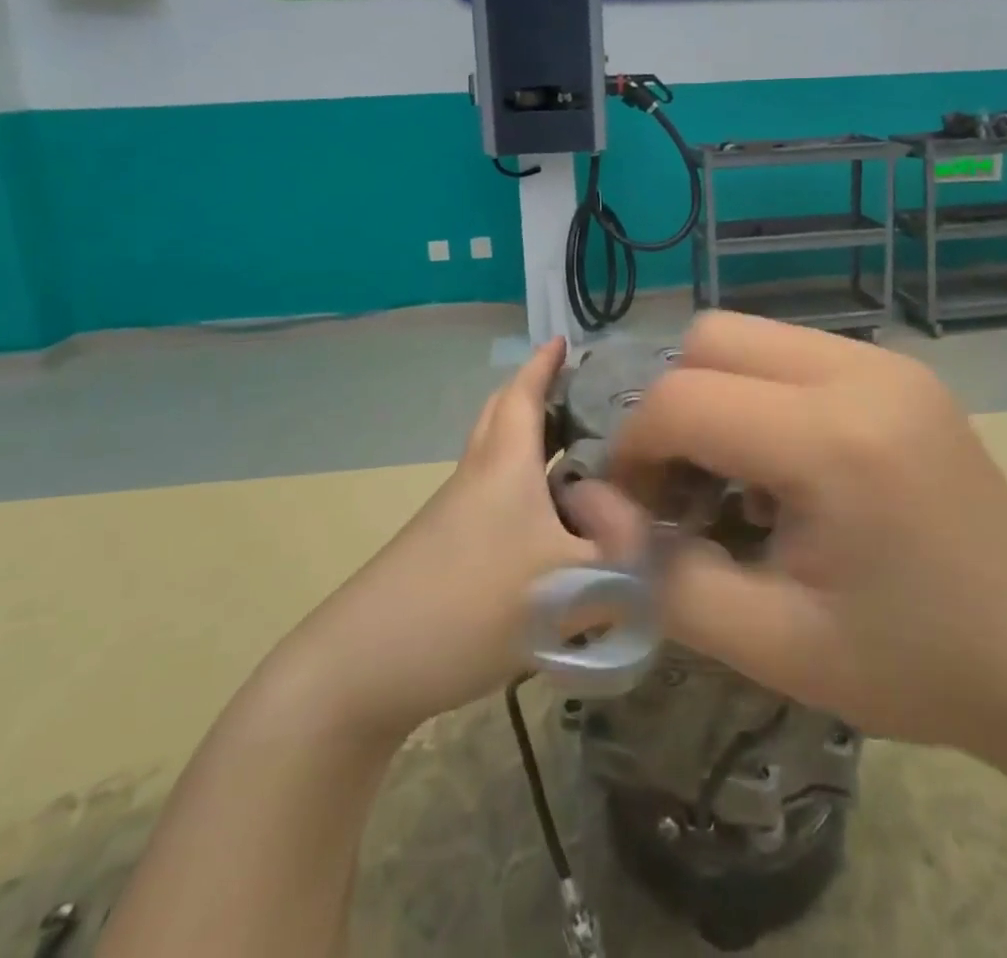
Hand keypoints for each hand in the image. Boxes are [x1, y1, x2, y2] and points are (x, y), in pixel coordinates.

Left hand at [296, 337, 591, 740]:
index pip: (523, 394)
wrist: (364, 666)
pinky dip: (523, 489)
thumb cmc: (472, 605)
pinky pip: (493, 497)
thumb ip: (622, 558)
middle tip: (577, 395)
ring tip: (576, 457)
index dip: (544, 364)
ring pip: (497, 460)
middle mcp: (478, 476)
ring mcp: (455, 513)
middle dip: (535, 395)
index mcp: (505, 465)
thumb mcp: (571, 585)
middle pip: (502, 417)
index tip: (563, 340)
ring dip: (530, 445)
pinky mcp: (445, 548)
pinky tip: (550, 527)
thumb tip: (643, 531)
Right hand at [572, 313, 1006, 758]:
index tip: (636, 510)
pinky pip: (792, 353)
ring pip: (750, 337)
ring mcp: (886, 362)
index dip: (635, 450)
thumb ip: (664, 579)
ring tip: (730, 479)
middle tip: (680, 486)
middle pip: (711, 338)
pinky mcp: (899, 369)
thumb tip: (593, 512)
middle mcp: (860, 372)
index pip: (683, 400)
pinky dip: (758, 395)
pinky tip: (780, 467)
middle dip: (670, 407)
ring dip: (714, 396)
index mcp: (833, 440)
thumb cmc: (912, 664)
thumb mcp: (773, 645)